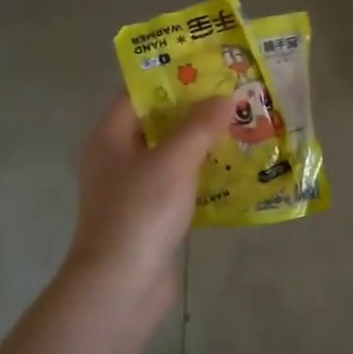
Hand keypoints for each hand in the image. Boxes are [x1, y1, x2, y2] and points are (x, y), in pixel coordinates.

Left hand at [65, 93, 233, 309]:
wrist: (120, 287)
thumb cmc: (141, 211)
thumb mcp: (174, 160)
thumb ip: (200, 125)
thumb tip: (225, 96)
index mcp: (111, 135)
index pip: (140, 92)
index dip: (174, 76)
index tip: (210, 66)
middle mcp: (117, 157)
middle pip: (158, 122)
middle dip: (195, 110)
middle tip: (234, 95)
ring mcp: (132, 188)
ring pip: (171, 154)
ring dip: (202, 143)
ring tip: (242, 126)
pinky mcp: (149, 215)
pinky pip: (178, 184)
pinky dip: (201, 175)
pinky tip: (234, 170)